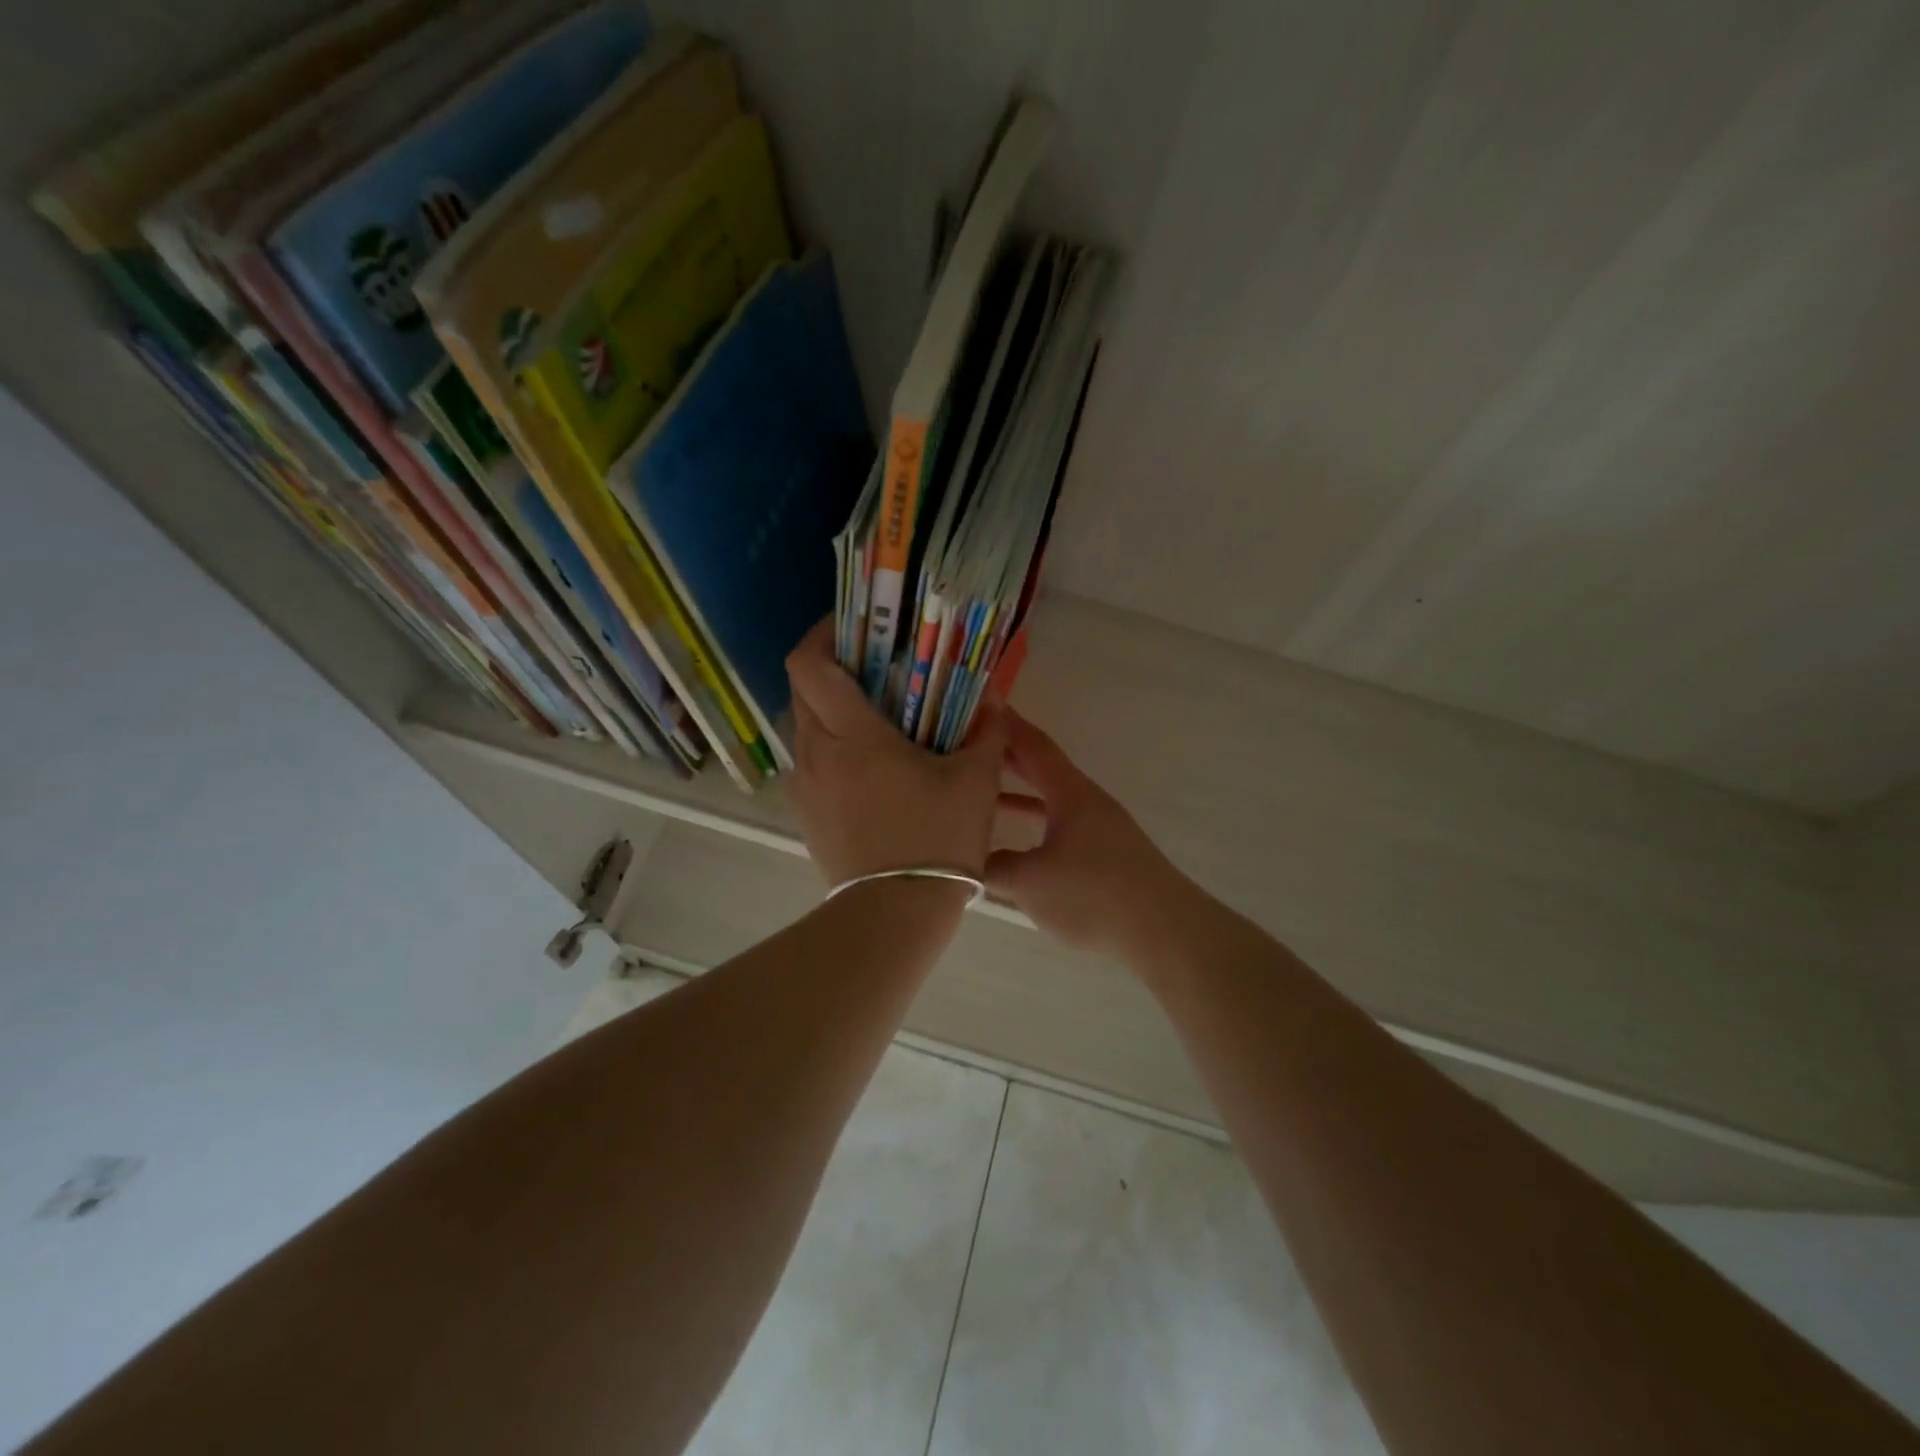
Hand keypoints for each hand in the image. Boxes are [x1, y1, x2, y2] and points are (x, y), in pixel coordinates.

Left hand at [785, 621, 1008, 887]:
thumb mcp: (976, 783)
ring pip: (805, 728)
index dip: (822, 633)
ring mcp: (805, 786)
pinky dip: (831, 749)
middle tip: (874, 669)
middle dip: (831, 669)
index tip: (852, 626)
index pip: (809, 663)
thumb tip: (993, 700)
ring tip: (874, 719)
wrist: (894, 914)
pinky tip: (869, 768)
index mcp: (852, 734)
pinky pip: (811, 764)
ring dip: (830, 712)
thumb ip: (987, 732)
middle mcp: (816, 752)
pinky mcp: (806, 815)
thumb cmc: (936, 840)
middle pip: (802, 690)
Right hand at [986, 711, 1189, 960]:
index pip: (1034, 746)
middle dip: (1006, 757)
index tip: (979, 706)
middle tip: (969, 748)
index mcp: (1071, 794)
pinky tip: (1015, 847)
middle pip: (1041, 769)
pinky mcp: (1104, 856)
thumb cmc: (1095, 895)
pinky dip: (1033, 826)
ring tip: (981, 795)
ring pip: (1049, 800)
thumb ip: (992, 869)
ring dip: (1017, 794)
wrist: (1164, 932)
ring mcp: (1099, 829)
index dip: (1006, 725)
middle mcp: (1087, 802)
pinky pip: (1058, 827)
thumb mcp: (1031, 883)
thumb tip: (970, 865)